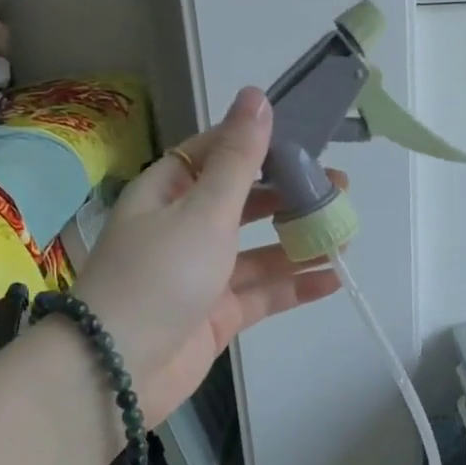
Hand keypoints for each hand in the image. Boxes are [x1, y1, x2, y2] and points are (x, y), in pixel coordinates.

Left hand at [71, 88, 343, 425]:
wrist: (119, 368)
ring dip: (299, 243)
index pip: (217, 154)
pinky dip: (295, 286)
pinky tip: (333, 278)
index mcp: (170, 191)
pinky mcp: (218, 315)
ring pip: (259, 252)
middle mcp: (185, 228)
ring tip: (346, 235)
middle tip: (339, 192)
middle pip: (245, 204)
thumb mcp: (203, 210)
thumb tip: (256, 96)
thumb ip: (239, 160)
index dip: (261, 145)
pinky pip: (263, 293)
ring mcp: (203, 275)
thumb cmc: (160, 275)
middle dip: (290, 197)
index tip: (307, 142)